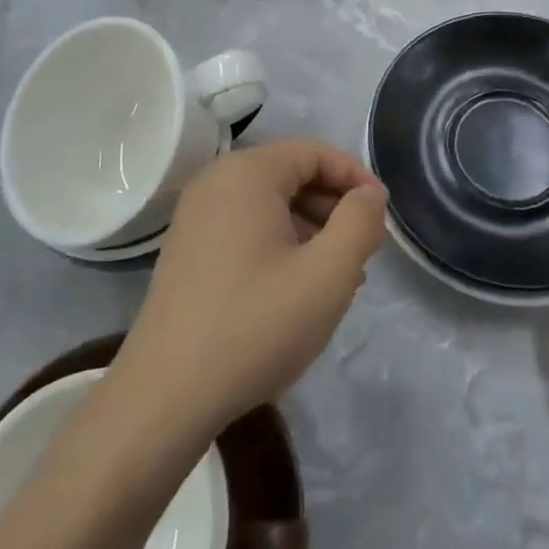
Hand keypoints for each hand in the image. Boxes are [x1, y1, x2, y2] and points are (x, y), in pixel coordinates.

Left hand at [111, 140, 387, 437]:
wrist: (166, 396)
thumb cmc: (255, 325)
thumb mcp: (328, 274)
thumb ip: (360, 223)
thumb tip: (370, 195)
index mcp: (247, 173)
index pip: (315, 153)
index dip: (355, 178)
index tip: (382, 217)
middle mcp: (216, 182)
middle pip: (292, 176)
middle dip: (334, 208)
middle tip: (364, 252)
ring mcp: (196, 217)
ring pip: (271, 206)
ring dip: (311, 231)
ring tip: (339, 278)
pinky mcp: (188, 250)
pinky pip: (247, 229)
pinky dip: (280, 245)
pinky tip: (299, 290)